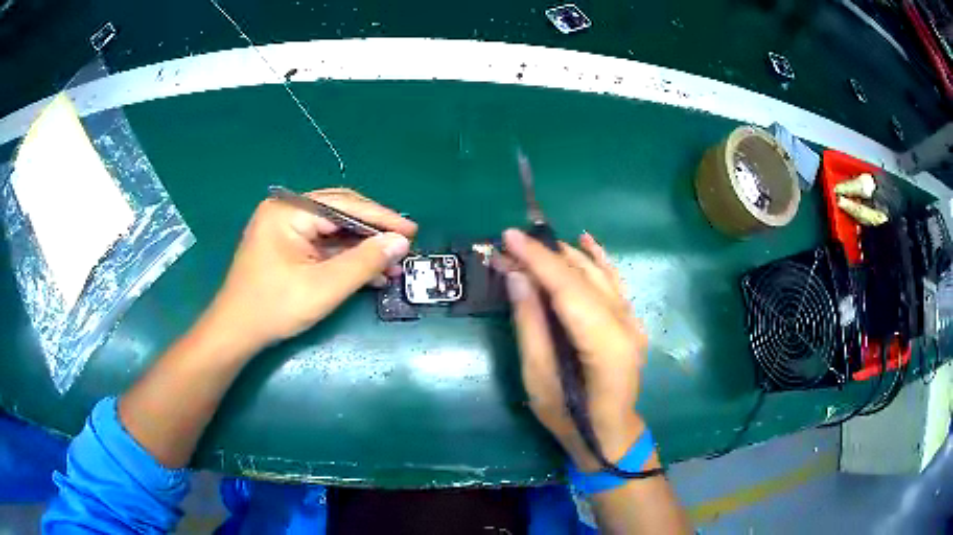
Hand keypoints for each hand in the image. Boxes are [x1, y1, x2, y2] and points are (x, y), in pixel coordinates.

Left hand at [202, 188, 416, 354]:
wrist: (236, 333)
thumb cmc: (274, 307)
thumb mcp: (323, 286)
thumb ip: (364, 262)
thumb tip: (401, 242)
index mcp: (289, 210)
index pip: (344, 205)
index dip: (381, 219)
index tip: (412, 231)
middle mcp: (287, 211)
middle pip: (340, 214)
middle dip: (373, 233)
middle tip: (405, 245)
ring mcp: (286, 229)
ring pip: (334, 232)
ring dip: (363, 249)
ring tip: (393, 265)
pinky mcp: (288, 247)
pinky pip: (323, 246)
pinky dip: (346, 259)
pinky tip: (371, 273)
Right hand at [503, 229, 646, 471]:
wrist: (609, 435)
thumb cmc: (569, 419)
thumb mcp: (538, 379)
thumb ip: (530, 325)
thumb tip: (518, 277)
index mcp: (605, 345)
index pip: (569, 290)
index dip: (538, 260)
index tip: (509, 236)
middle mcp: (626, 325)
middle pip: (582, 278)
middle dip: (544, 257)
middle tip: (508, 247)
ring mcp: (633, 322)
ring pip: (598, 275)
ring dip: (564, 256)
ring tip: (531, 245)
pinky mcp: (631, 322)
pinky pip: (614, 282)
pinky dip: (597, 259)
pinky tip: (584, 240)